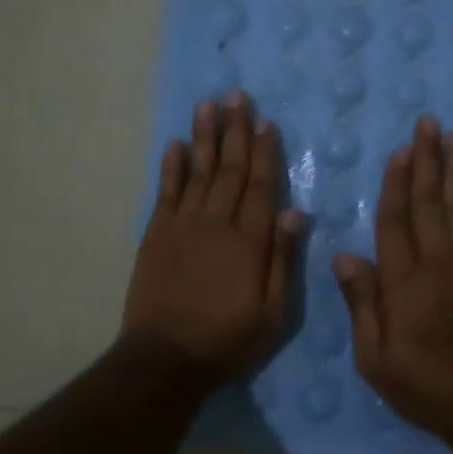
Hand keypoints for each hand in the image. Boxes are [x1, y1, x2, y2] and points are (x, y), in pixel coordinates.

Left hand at [122, 92, 304, 380]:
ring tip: (208, 105)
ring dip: (204, 137)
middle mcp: (217, 223)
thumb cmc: (228, 339)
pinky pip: (166, 192)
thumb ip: (283, 259)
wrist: (166, 359)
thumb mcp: (273, 314)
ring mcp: (183, 226)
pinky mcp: (156, 235)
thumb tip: (296, 211)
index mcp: (249, 241)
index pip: (261, 186)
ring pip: (198, 171)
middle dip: (235, 130)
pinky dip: (171, 167)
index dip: (265, 152)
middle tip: (236, 95)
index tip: (265, 122)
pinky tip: (176, 144)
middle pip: (230, 169)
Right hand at [333, 116, 452, 448]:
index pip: (395, 221)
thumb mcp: (375, 358)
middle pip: (430, 202)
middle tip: (428, 122)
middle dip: (428, 160)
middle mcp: (437, 262)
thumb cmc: (423, 384)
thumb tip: (345, 256)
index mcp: (403, 282)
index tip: (400, 150)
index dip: (396, 183)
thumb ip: (362, 304)